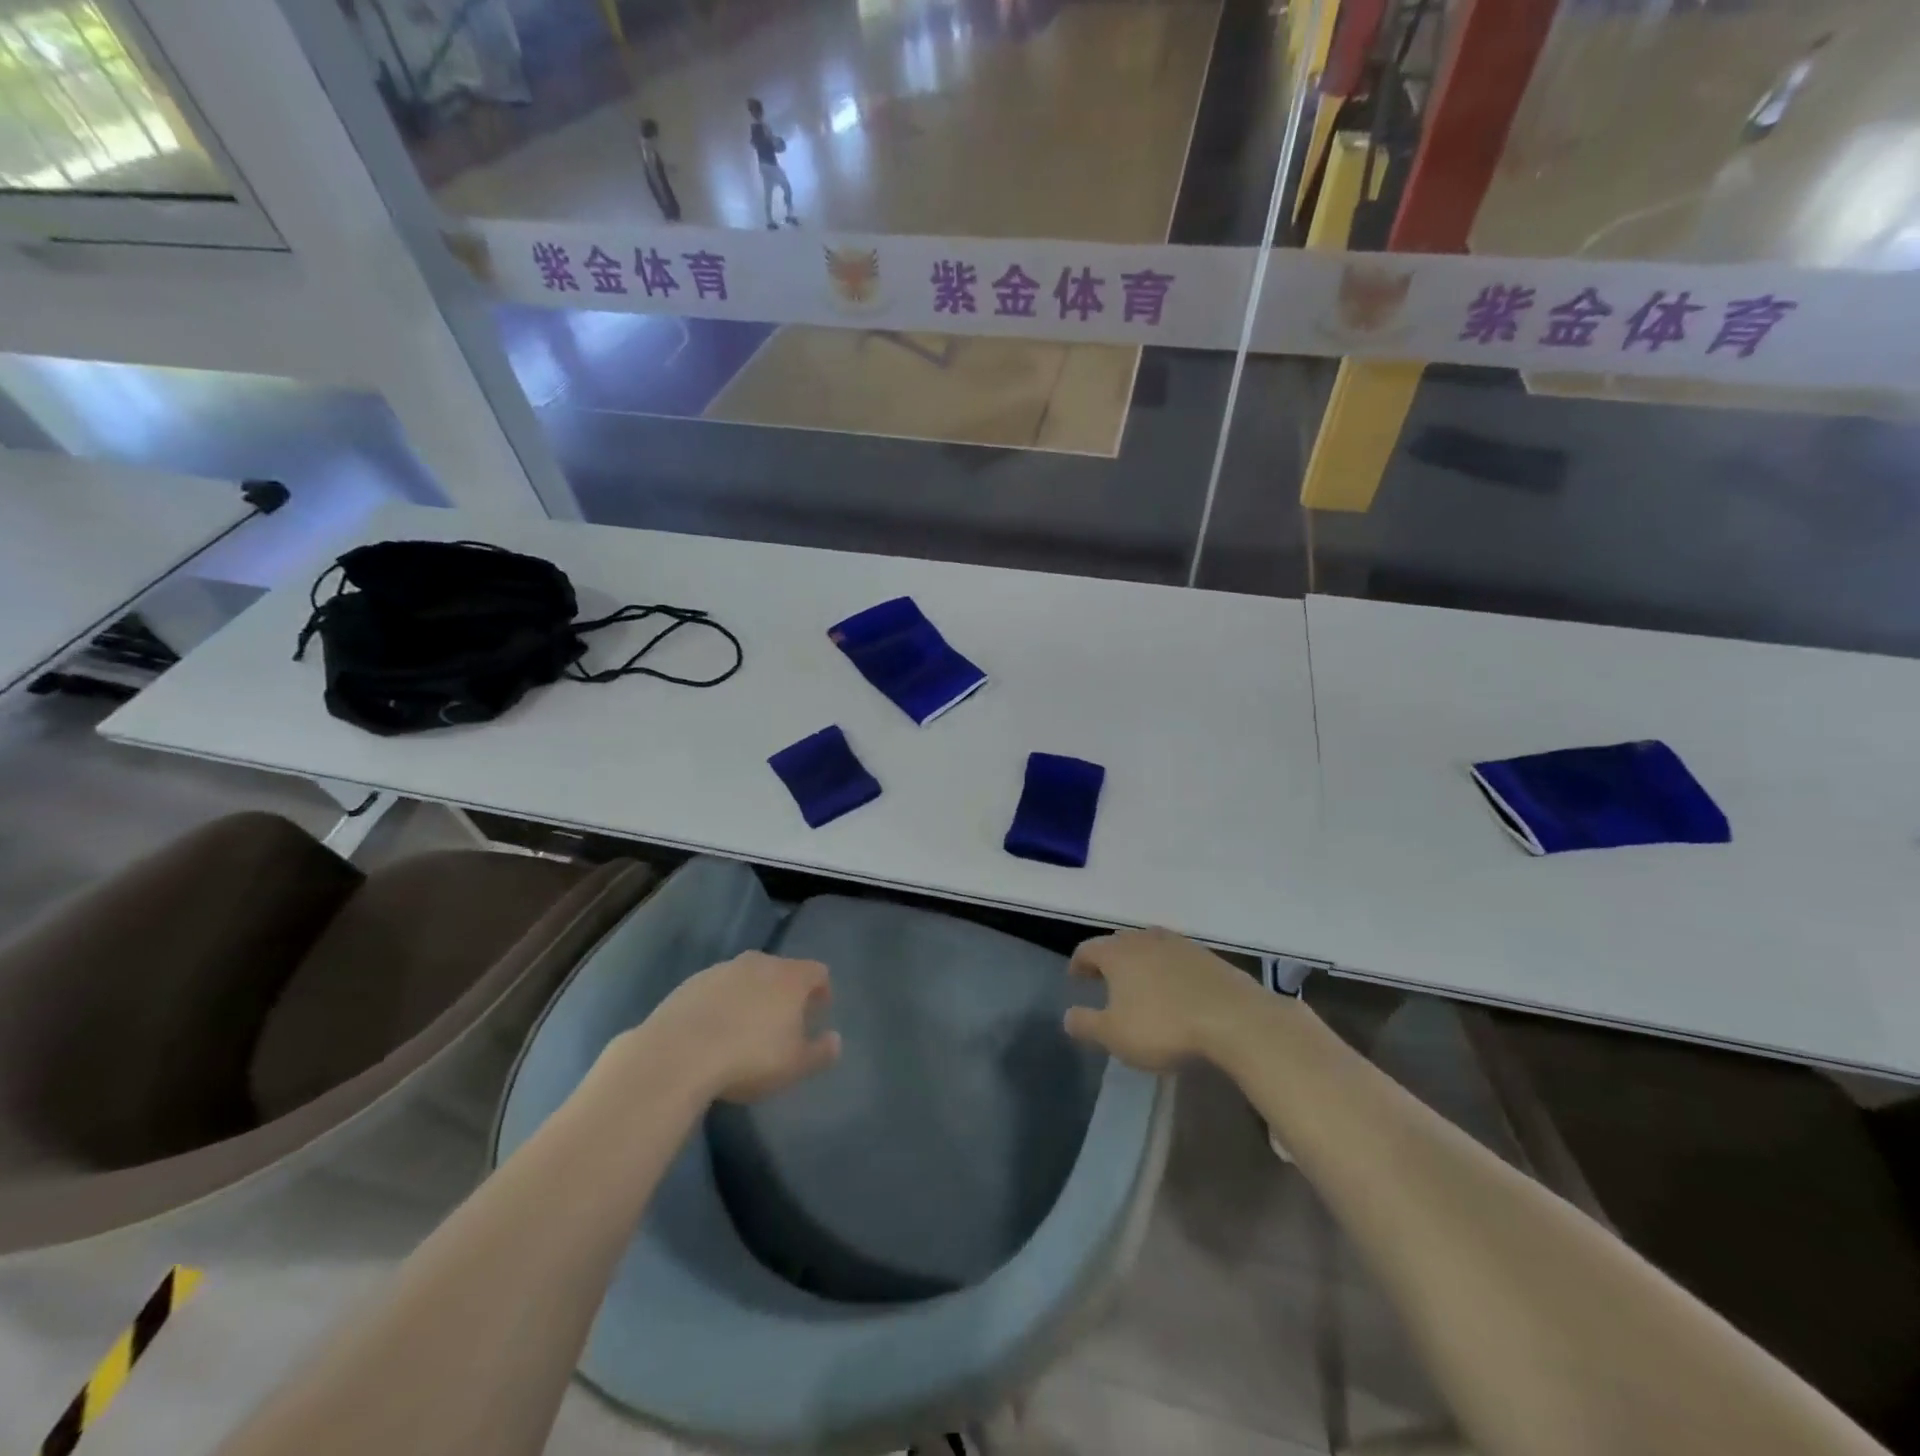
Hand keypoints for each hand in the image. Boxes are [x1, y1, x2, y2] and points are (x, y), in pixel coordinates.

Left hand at [642, 952, 840, 1102]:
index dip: (822, 991)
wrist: (678, 1055)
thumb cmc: (749, 1058)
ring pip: (747, 978)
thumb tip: (835, 1039)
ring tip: (745, 1030)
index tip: (817, 1013)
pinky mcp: (691, 983)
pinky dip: (722, 1004)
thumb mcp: (795, 1065)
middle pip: (781, 970)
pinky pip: (717, 989)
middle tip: (783, 1024)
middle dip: (785, 993)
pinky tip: (713, 1033)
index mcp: (790, 976)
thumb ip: (821, 1052)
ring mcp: (722, 970)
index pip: (818, 971)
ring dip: (752, 997)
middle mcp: (759, 963)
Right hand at [1064, 928, 1259, 1071]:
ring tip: (1140, 983)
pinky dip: (1168, 969)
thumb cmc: (1164, 1026)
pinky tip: (1175, 990)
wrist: (1234, 1019)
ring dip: (1140, 962)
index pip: (1087, 949)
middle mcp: (1145, 939)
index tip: (1075, 978)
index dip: (1078, 963)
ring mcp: (1179, 944)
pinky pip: (1177, 958)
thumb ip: (1086, 1024)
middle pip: (1119, 943)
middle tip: (1105, 979)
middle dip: (1109, 959)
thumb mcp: (1115, 1035)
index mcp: (1117, 953)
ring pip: (1150, 946)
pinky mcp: (1208, 956)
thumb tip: (1067, 1016)